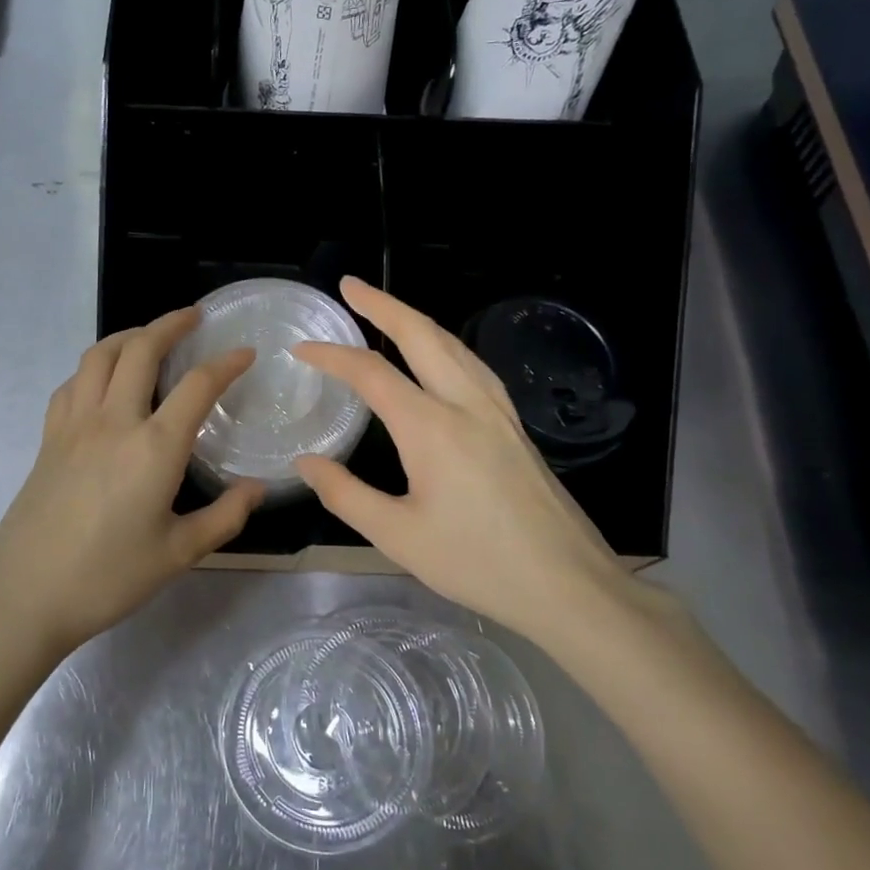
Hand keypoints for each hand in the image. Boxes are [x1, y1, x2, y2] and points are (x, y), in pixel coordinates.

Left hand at [0, 309, 261, 657]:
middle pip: (140, 349)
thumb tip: (256, 489)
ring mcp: (74, 425)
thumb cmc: (108, 578)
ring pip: (99, 356)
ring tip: (148, 337)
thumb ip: (224, 517)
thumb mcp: (178, 554)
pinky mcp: (48, 438)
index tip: (245, 352)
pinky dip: (94, 367)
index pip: (197, 385)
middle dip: (170, 324)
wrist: (24, 596)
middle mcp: (113, 421)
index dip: (225, 363)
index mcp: (154, 447)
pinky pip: (72, 384)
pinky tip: (103, 381)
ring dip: (128, 336)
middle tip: (193, 317)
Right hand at [294, 278, 667, 646]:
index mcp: (431, 428)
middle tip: (350, 286)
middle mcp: (466, 405)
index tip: (301, 347)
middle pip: (421, 335)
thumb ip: (345, 494)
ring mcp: (498, 412)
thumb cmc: (477, 563)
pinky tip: (441, 356)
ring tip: (388, 311)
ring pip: (454, 345)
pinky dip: (446, 345)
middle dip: (382, 305)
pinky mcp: (515, 427)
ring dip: (417, 319)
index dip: (332, 354)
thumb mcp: (397, 536)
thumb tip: (306, 463)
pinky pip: (474, 366)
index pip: (371, 373)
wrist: (567, 584)